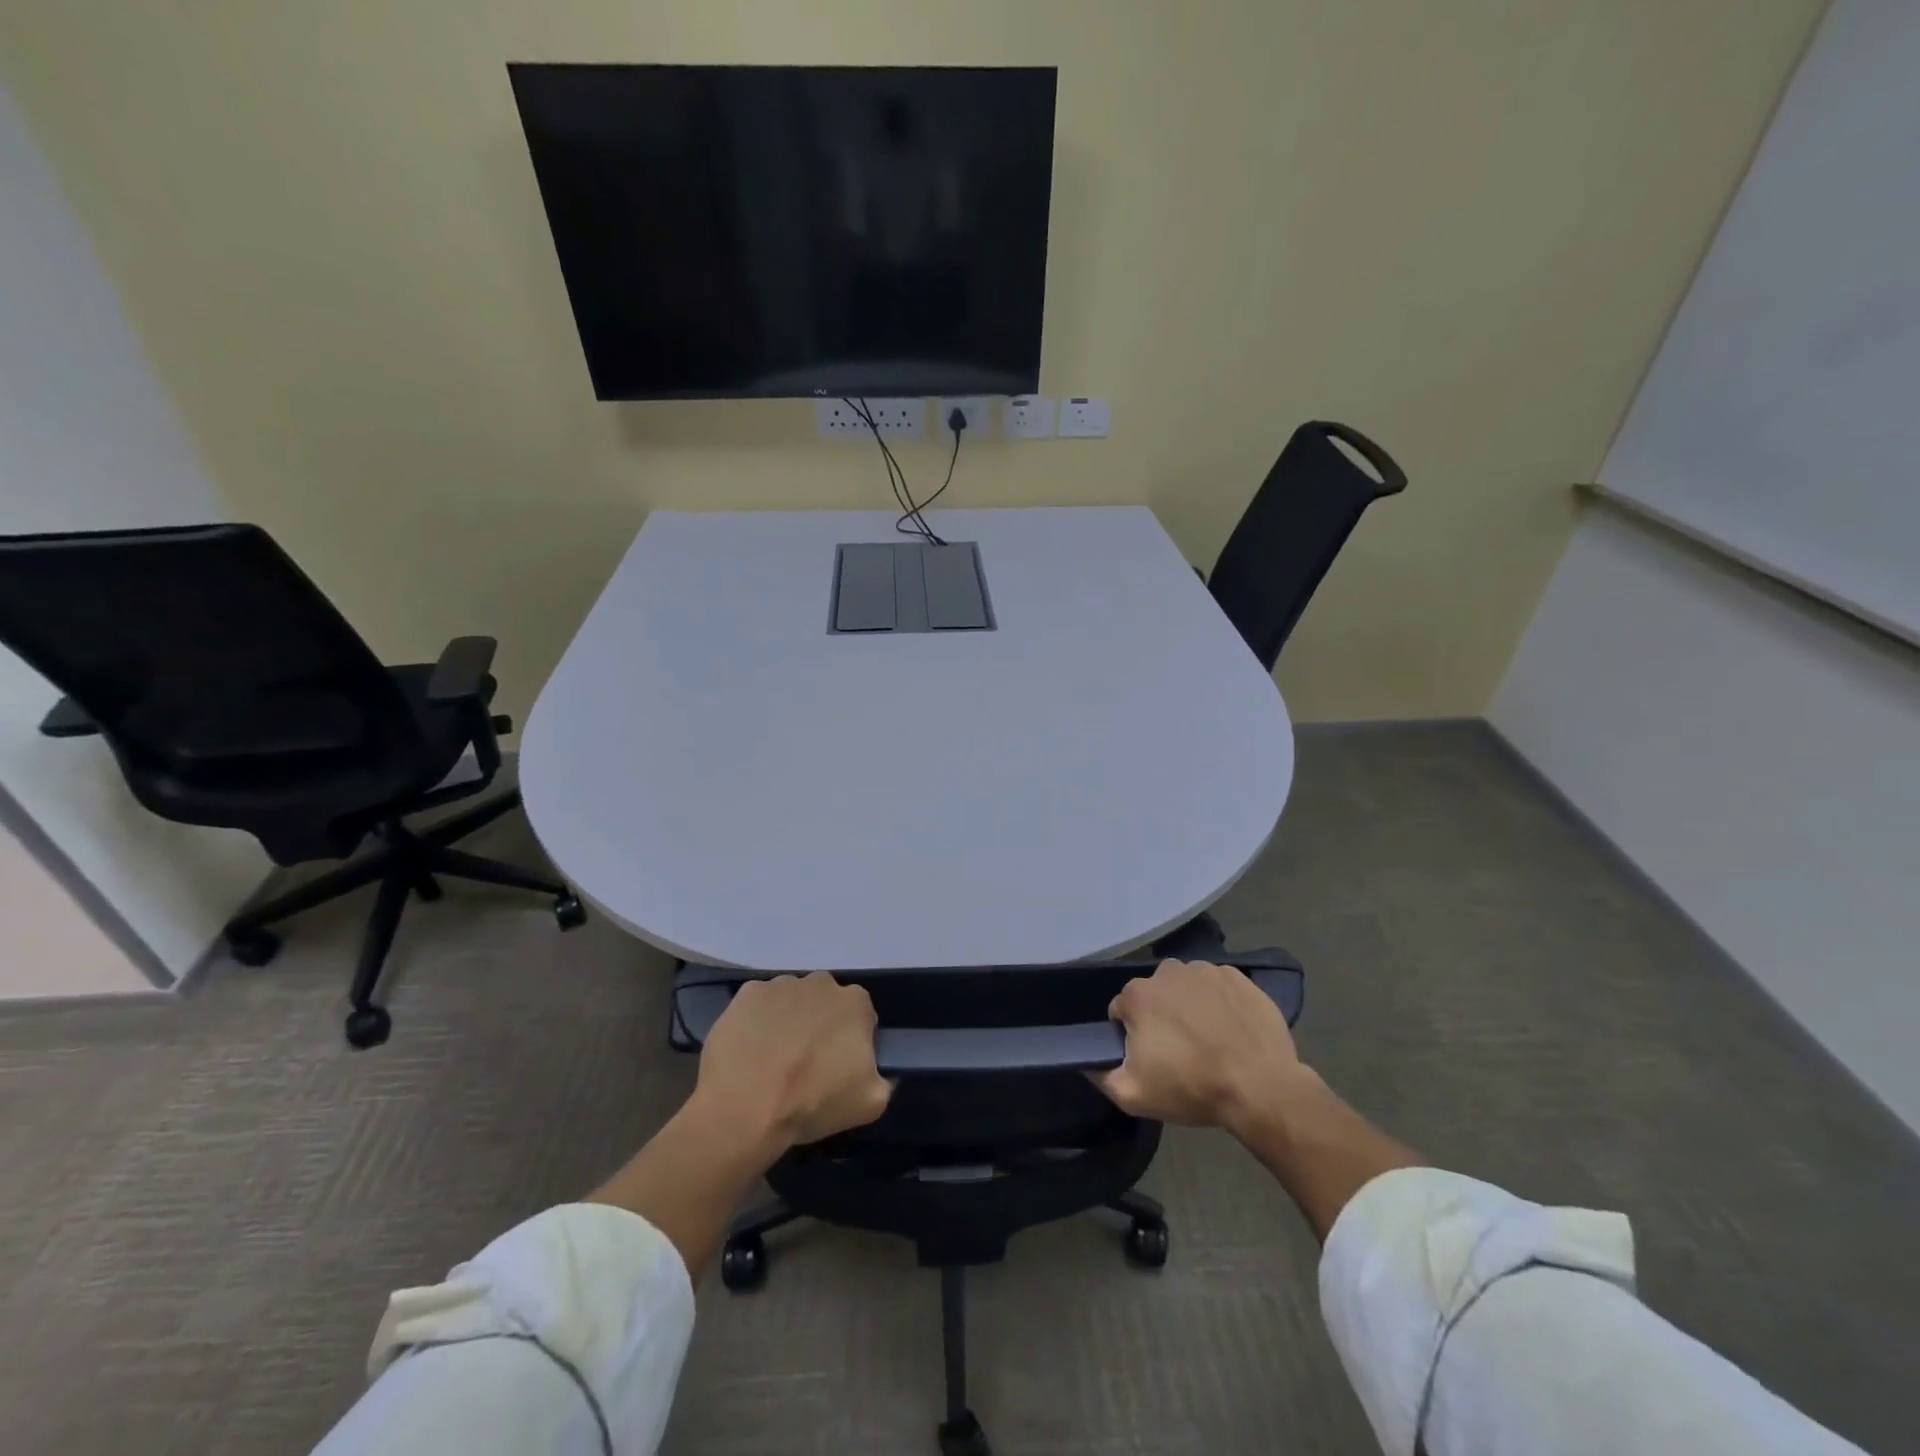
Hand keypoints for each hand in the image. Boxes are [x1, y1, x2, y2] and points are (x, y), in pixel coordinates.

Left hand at [694, 973, 893, 1151]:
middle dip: (819, 1025)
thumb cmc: (812, 1101)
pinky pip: (758, 1005)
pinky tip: (749, 1051)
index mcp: (855, 1003)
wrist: (745, 1106)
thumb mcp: (870, 1104)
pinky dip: (756, 1022)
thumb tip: (874, 1071)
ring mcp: (781, 984)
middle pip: (825, 1003)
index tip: (837, 1067)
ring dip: (787, 1022)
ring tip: (772, 1060)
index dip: (850, 1042)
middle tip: (805, 1063)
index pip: (861, 1017)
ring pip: (791, 1001)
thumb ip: (884, 1080)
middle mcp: (821, 983)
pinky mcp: (747, 993)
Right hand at [1091, 960, 1312, 1132]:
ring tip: (1208, 1040)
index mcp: (1138, 995)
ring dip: (1190, 1006)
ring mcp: (1205, 970)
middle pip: (1154, 995)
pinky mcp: (1238, 977)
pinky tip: (1231, 1029)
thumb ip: (1100, 1074)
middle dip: (1161, 1017)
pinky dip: (1219, 1002)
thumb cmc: (1193, 1088)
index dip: (1133, 1036)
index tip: (1151, 1059)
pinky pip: (1218, 986)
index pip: (1122, 1011)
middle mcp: (1167, 971)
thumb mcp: (1133, 1095)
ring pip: (1186, 987)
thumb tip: (1086, 1059)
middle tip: (1180, 1052)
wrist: (1261, 1087)